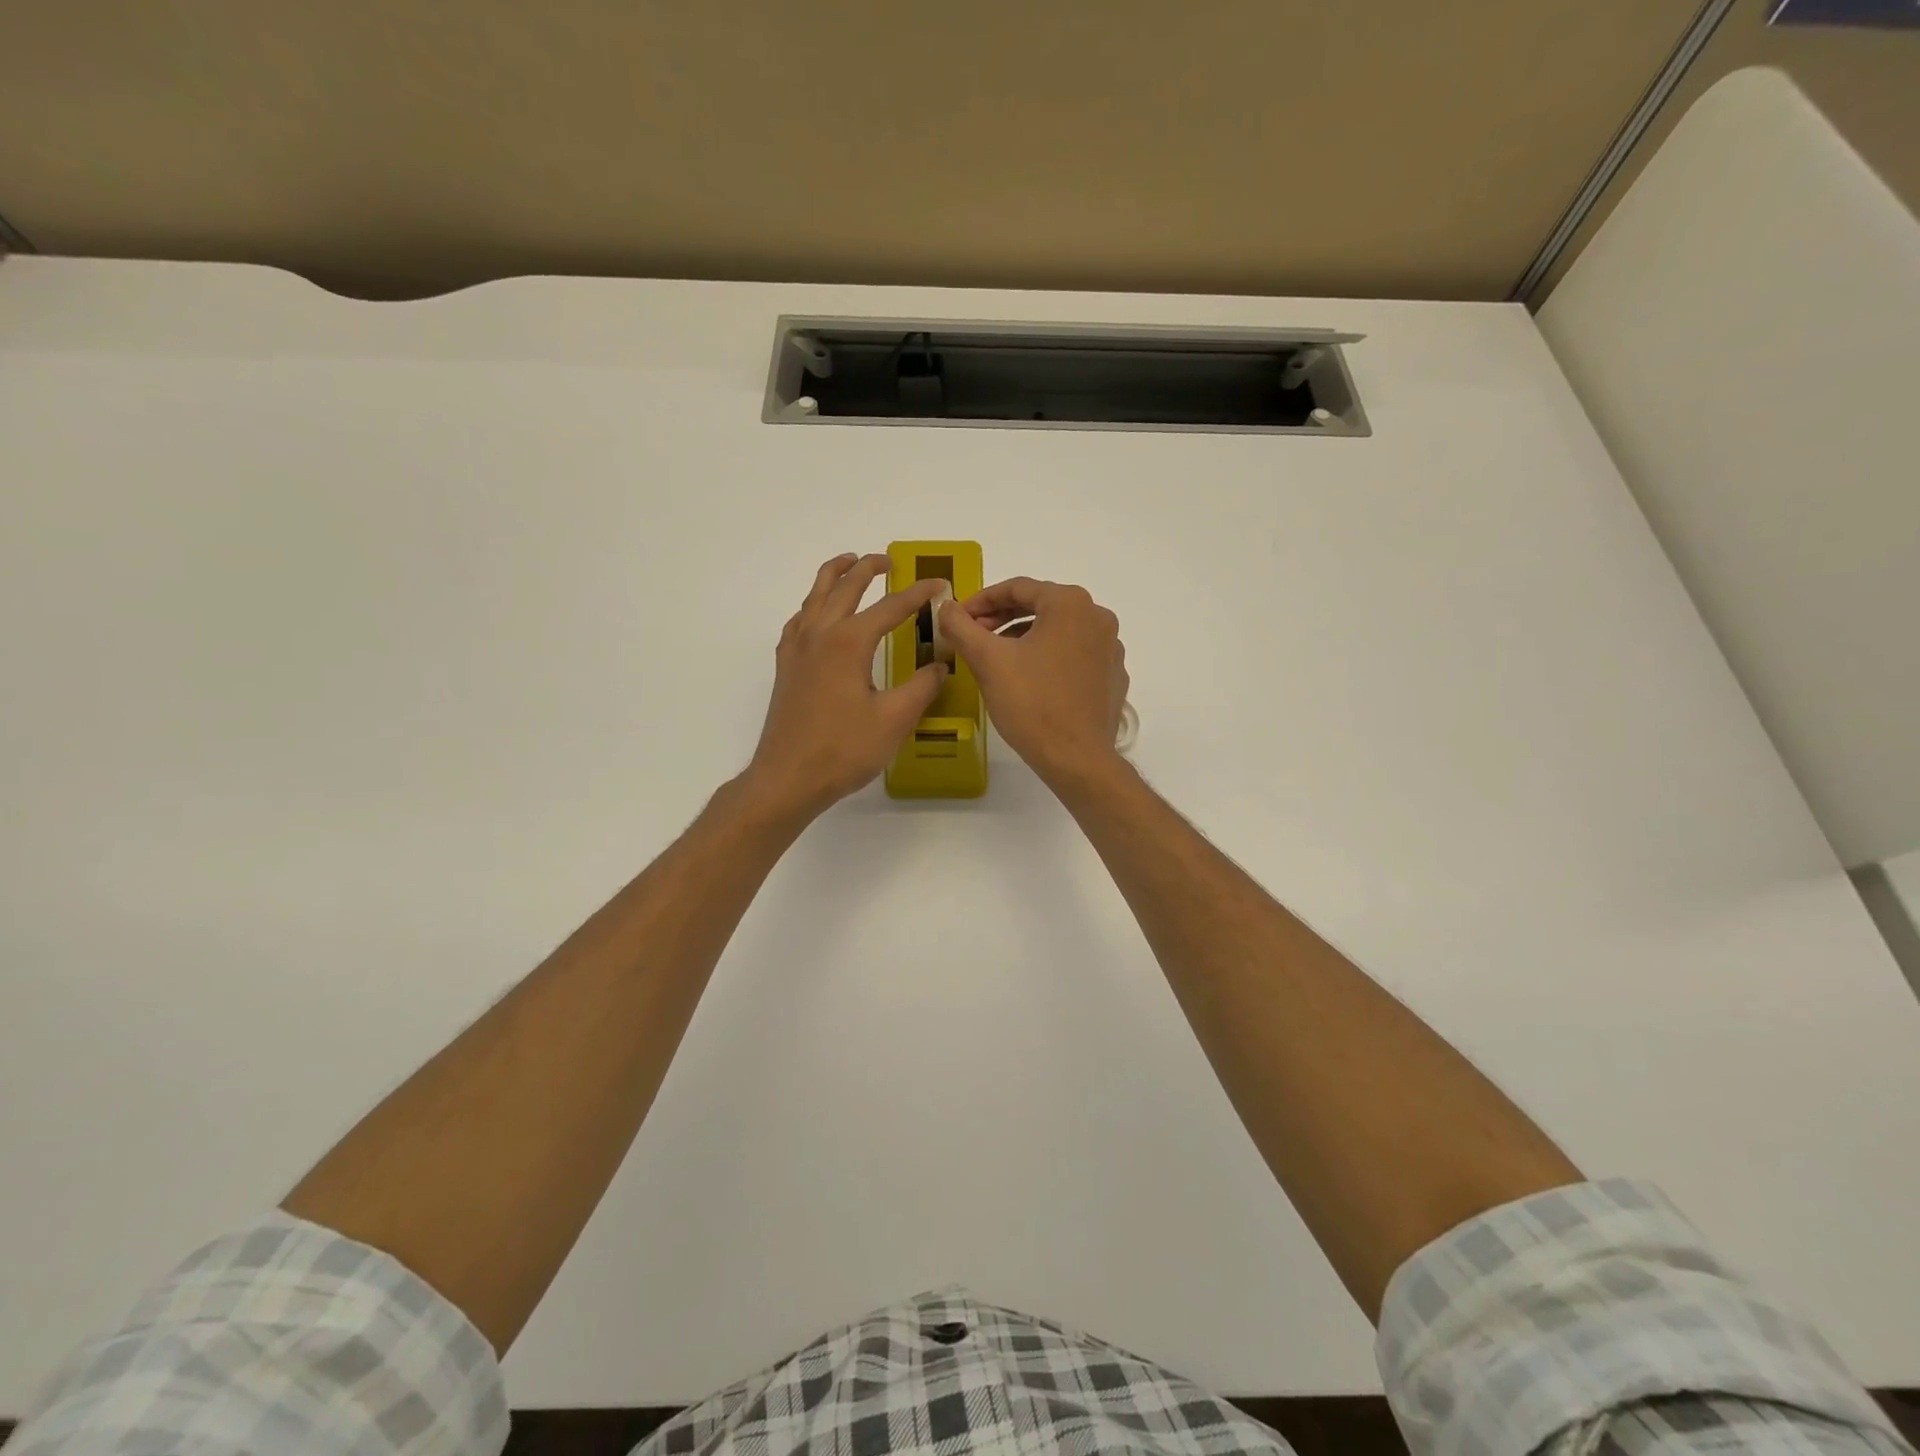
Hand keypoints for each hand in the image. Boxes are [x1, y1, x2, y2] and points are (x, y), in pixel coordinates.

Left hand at [743, 553, 949, 819]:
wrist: (788, 778)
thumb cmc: (844, 750)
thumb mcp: (894, 719)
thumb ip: (922, 686)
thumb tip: (941, 664)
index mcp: (849, 641)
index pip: (891, 606)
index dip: (919, 593)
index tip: (941, 585)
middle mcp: (820, 634)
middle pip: (845, 586)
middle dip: (869, 568)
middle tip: (890, 561)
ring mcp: (797, 648)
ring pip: (815, 595)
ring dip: (835, 575)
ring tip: (850, 564)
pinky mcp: (786, 665)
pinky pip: (799, 619)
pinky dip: (814, 604)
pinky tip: (819, 614)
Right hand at [937, 577, 1128, 789]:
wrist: (1077, 758)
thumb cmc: (1031, 703)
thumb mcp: (987, 660)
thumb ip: (961, 626)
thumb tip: (946, 607)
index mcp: (1070, 604)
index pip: (1017, 588)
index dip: (981, 601)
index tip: (958, 618)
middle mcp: (1098, 617)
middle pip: (1040, 607)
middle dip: (1002, 619)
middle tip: (973, 637)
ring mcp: (1111, 648)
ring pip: (1058, 631)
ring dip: (1024, 638)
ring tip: (997, 659)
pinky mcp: (1113, 676)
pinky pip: (1075, 655)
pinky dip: (1049, 658)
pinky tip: (1030, 680)